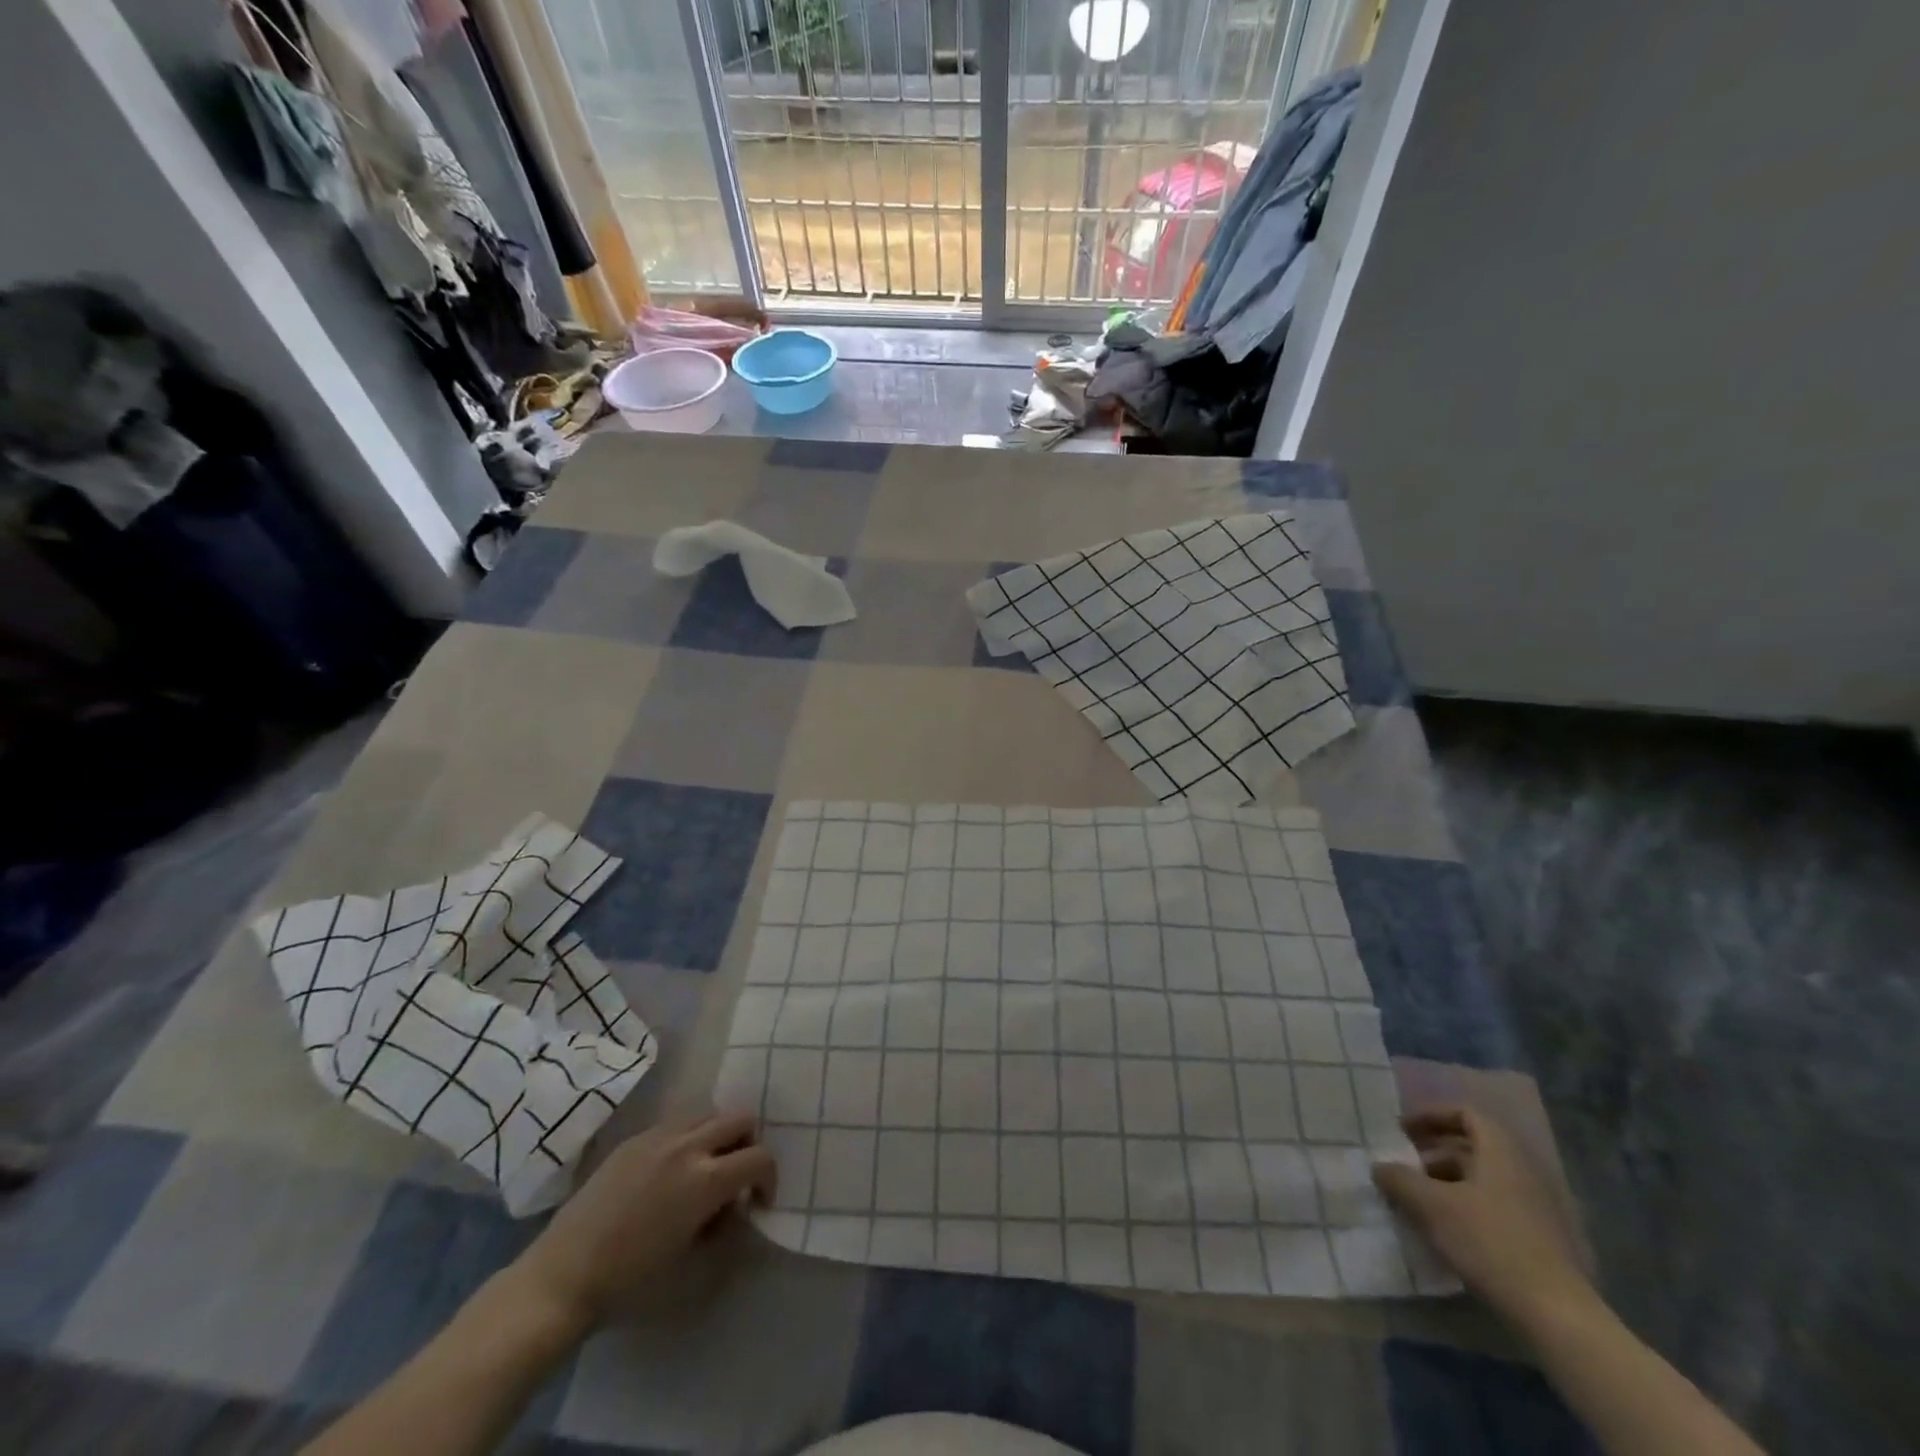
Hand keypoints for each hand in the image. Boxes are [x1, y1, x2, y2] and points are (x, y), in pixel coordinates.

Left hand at [511, 1112, 776, 1329]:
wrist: (561, 1279)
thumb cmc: (630, 1284)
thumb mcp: (692, 1267)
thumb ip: (725, 1230)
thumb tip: (734, 1208)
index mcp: (706, 1179)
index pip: (760, 1157)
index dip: (769, 1179)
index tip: (758, 1203)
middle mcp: (688, 1145)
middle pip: (740, 1119)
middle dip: (749, 1145)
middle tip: (737, 1179)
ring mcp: (658, 1136)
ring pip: (709, 1113)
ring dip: (719, 1136)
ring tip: (705, 1171)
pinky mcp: (634, 1139)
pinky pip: (677, 1122)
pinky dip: (689, 1138)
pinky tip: (670, 1173)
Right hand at [1372, 1106, 1591, 1328]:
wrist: (1556, 1315)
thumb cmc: (1489, 1243)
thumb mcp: (1431, 1206)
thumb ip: (1399, 1180)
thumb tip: (1379, 1167)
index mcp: (1501, 1152)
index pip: (1465, 1114)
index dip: (1431, 1116)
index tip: (1403, 1131)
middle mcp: (1522, 1171)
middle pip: (1472, 1148)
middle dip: (1432, 1154)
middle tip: (1402, 1167)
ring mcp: (1535, 1208)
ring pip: (1481, 1181)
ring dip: (1445, 1184)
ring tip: (1415, 1202)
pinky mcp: (1539, 1240)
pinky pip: (1493, 1208)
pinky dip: (1464, 1208)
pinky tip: (1443, 1232)